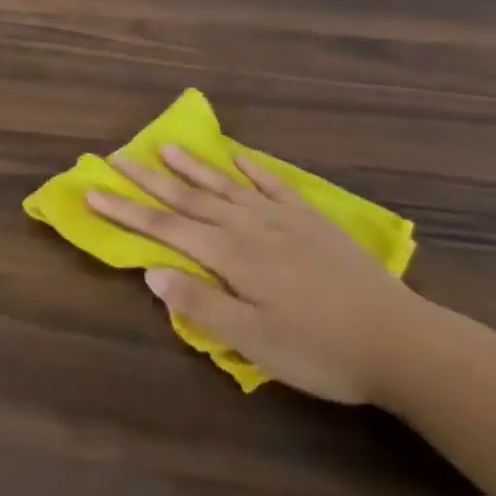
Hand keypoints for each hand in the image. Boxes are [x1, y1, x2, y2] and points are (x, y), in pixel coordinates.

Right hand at [89, 146, 436, 405]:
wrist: (403, 342)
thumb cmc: (320, 349)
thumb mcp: (253, 341)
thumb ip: (200, 304)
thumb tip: (150, 270)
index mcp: (230, 254)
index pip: (164, 227)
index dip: (125, 210)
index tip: (92, 192)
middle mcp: (249, 226)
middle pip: (188, 197)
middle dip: (148, 180)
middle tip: (116, 157)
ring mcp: (283, 219)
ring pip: (225, 185)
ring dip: (192, 166)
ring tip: (165, 146)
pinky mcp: (313, 221)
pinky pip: (275, 186)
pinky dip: (253, 169)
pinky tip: (240, 157)